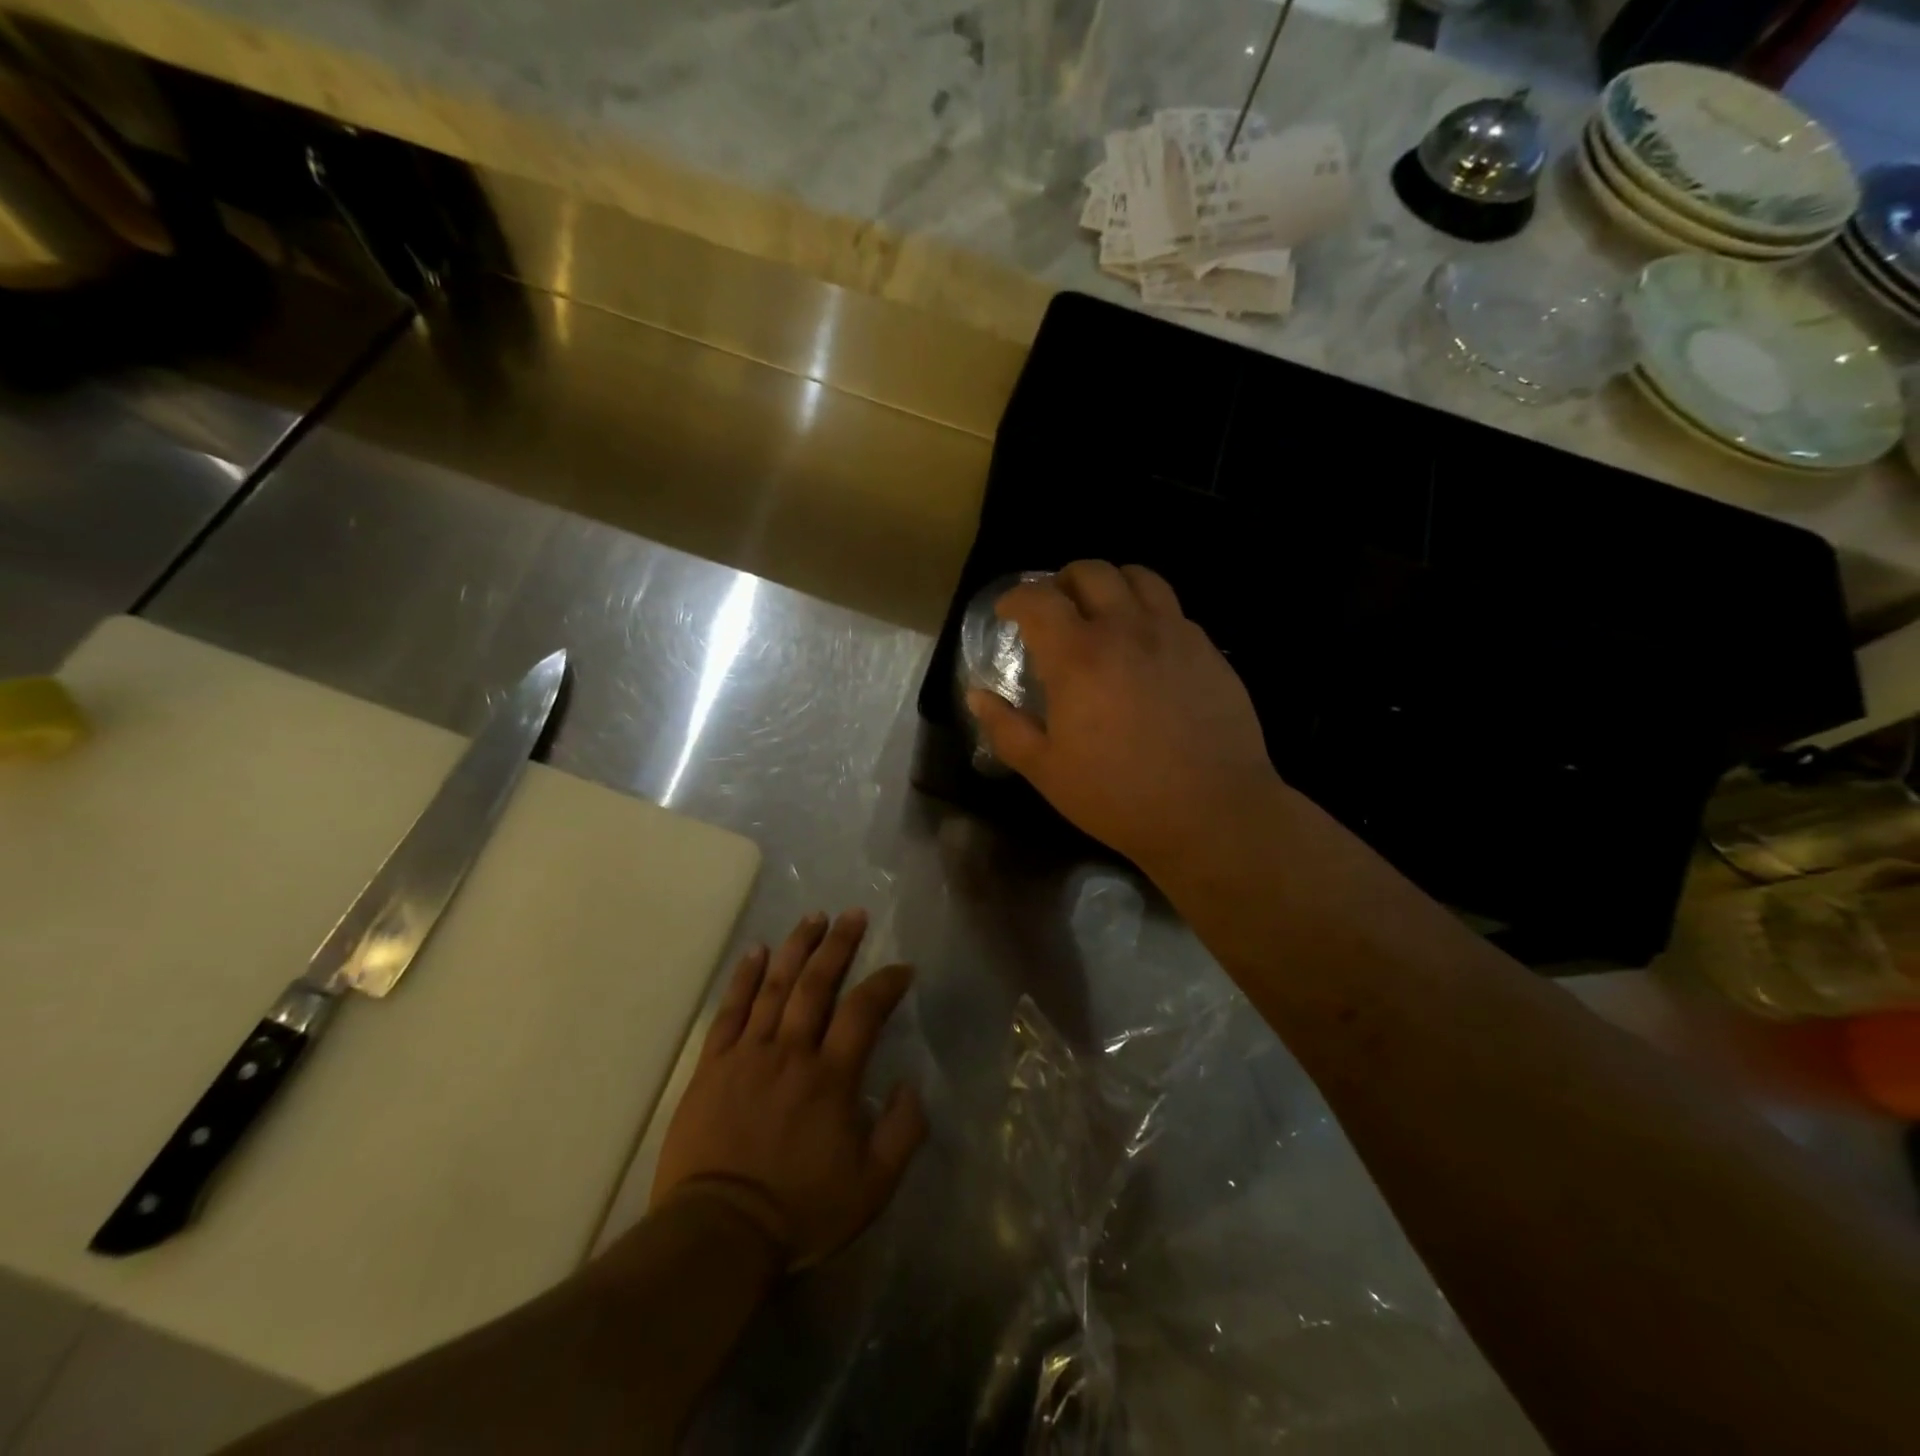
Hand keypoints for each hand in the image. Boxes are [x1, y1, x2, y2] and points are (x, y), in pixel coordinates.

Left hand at [651, 909, 925, 1268]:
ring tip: (813, 918)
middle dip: (838, 944)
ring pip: (774, 987)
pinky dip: (743, 978)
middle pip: (817, 984)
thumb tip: (912, 1086)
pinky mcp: (712, 1066)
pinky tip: (755, 952)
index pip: (864, 1011)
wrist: (718, 1234)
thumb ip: (902, 1133)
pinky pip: (729, 1010)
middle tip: (853, 914)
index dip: (886, 983)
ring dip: (796, 948)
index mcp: (831, 1077)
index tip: (902, 969)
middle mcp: (791, 1052)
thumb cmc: (800, 1211)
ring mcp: (748, 1054)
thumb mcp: (872, 1187)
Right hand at [968, 561, 1280, 873]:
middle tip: (1055, 609)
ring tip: (1102, 613)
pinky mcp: (1207, 649)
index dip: (1016, 598)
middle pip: (1091, 572)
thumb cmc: (1118, 796)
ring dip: (1110, 585)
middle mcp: (1126, 629)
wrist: (1211, 812)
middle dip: (1062, 582)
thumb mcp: (1046, 771)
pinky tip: (1144, 647)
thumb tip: (977, 696)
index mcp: (1078, 656)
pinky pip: (1172, 609)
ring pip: (1139, 577)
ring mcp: (1173, 634)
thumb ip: (1006, 728)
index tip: (1007, 612)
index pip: (1039, 600)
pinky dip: (1148, 612)